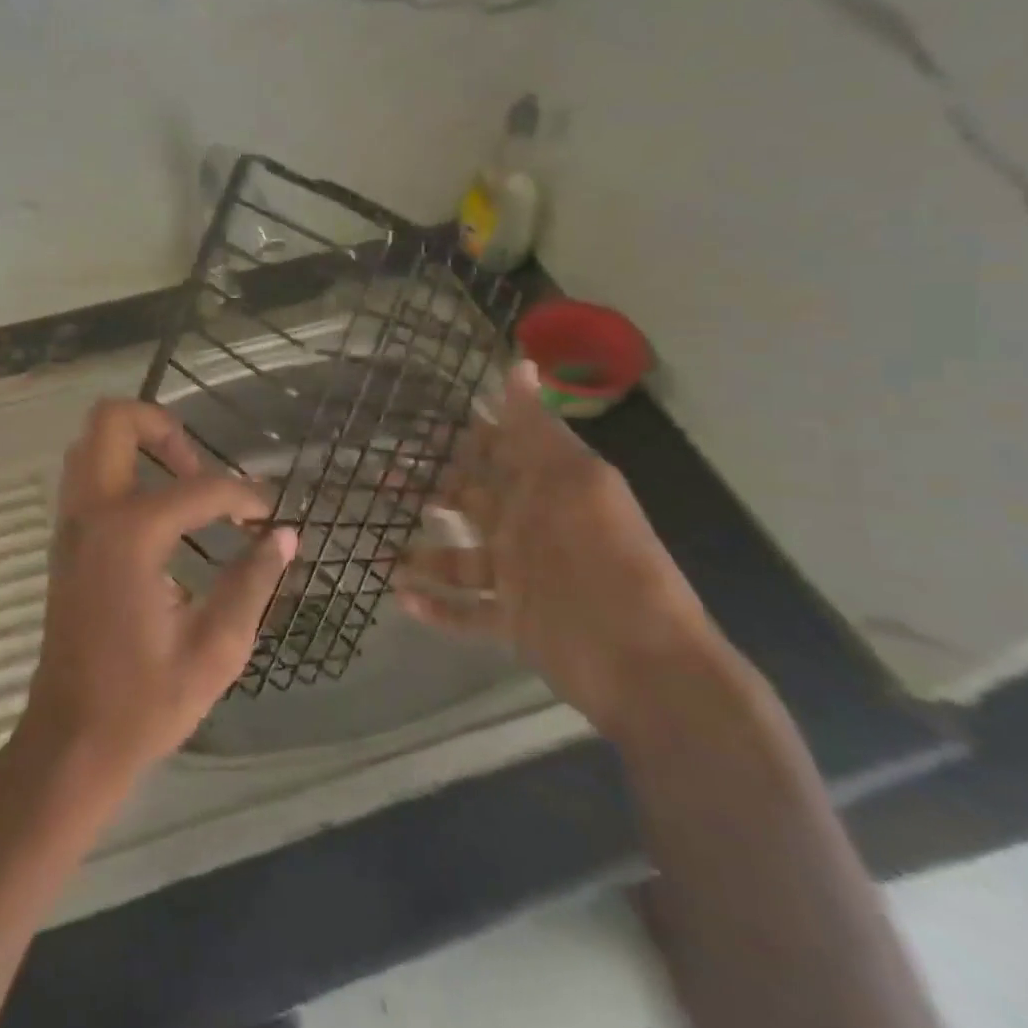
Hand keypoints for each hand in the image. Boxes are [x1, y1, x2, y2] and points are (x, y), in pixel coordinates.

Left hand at [15, 399, 297, 788]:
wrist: (71, 741)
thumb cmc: (144, 702)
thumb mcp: (216, 648)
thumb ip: (253, 583)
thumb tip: (285, 537)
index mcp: (131, 535)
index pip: (201, 488)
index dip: (244, 495)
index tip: (268, 516)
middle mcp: (93, 513)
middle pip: (114, 420)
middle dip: (165, 428)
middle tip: (201, 470)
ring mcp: (70, 523)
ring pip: (92, 441)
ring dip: (139, 444)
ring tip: (183, 485)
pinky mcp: (64, 539)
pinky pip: (87, 473)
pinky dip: (121, 468)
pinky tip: (158, 513)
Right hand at [397, 362, 718, 736]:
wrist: (647, 664)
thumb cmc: (607, 561)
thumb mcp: (575, 483)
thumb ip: (539, 430)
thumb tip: (518, 364)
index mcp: (545, 489)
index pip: (498, 451)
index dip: (463, 434)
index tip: (417, 421)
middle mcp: (527, 527)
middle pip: (468, 500)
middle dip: (427, 487)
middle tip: (380, 477)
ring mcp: (519, 577)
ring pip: (458, 559)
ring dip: (422, 555)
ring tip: (381, 550)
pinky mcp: (514, 623)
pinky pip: (466, 612)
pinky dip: (436, 607)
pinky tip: (400, 598)